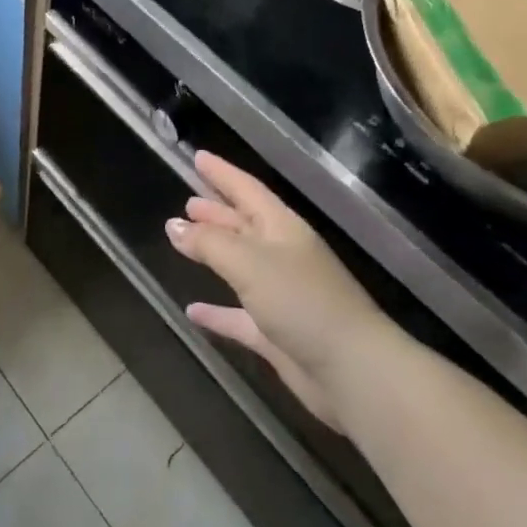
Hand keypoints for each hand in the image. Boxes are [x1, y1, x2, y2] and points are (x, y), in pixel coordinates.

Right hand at [167, 152, 388, 430]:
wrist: (352, 370)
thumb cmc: (302, 301)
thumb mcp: (250, 263)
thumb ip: (209, 243)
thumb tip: (174, 225)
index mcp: (282, 228)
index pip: (247, 189)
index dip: (222, 173)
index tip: (198, 156)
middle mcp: (282, 255)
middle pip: (244, 224)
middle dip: (216, 211)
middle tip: (187, 201)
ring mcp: (281, 295)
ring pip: (240, 265)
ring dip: (214, 253)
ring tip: (182, 241)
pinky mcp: (276, 333)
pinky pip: (238, 316)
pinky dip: (217, 312)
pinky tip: (193, 311)